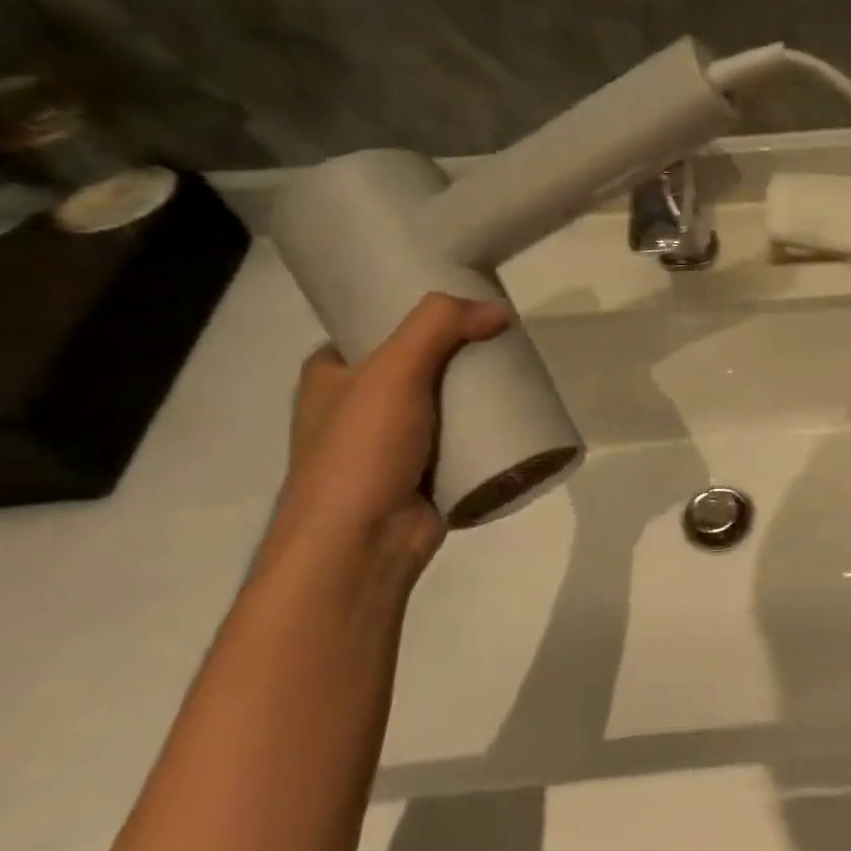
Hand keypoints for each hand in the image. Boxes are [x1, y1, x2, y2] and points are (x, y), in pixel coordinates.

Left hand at [262, 293, 509, 584]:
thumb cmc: (361, 451)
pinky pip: (462, 440)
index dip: (416, 313)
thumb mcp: (392, 370)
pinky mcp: (425, 475)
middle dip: (460, 352)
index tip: (463, 305)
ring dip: (477, 391)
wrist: (361, 546)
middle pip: (420, 364)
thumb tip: (498, 310)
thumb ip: (440, 326)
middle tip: (503, 336)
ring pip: (444, 403)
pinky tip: (516, 415)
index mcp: (331, 377)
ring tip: (519, 372)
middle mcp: (357, 407)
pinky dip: (485, 429)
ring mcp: (392, 445)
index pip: (374, 328)